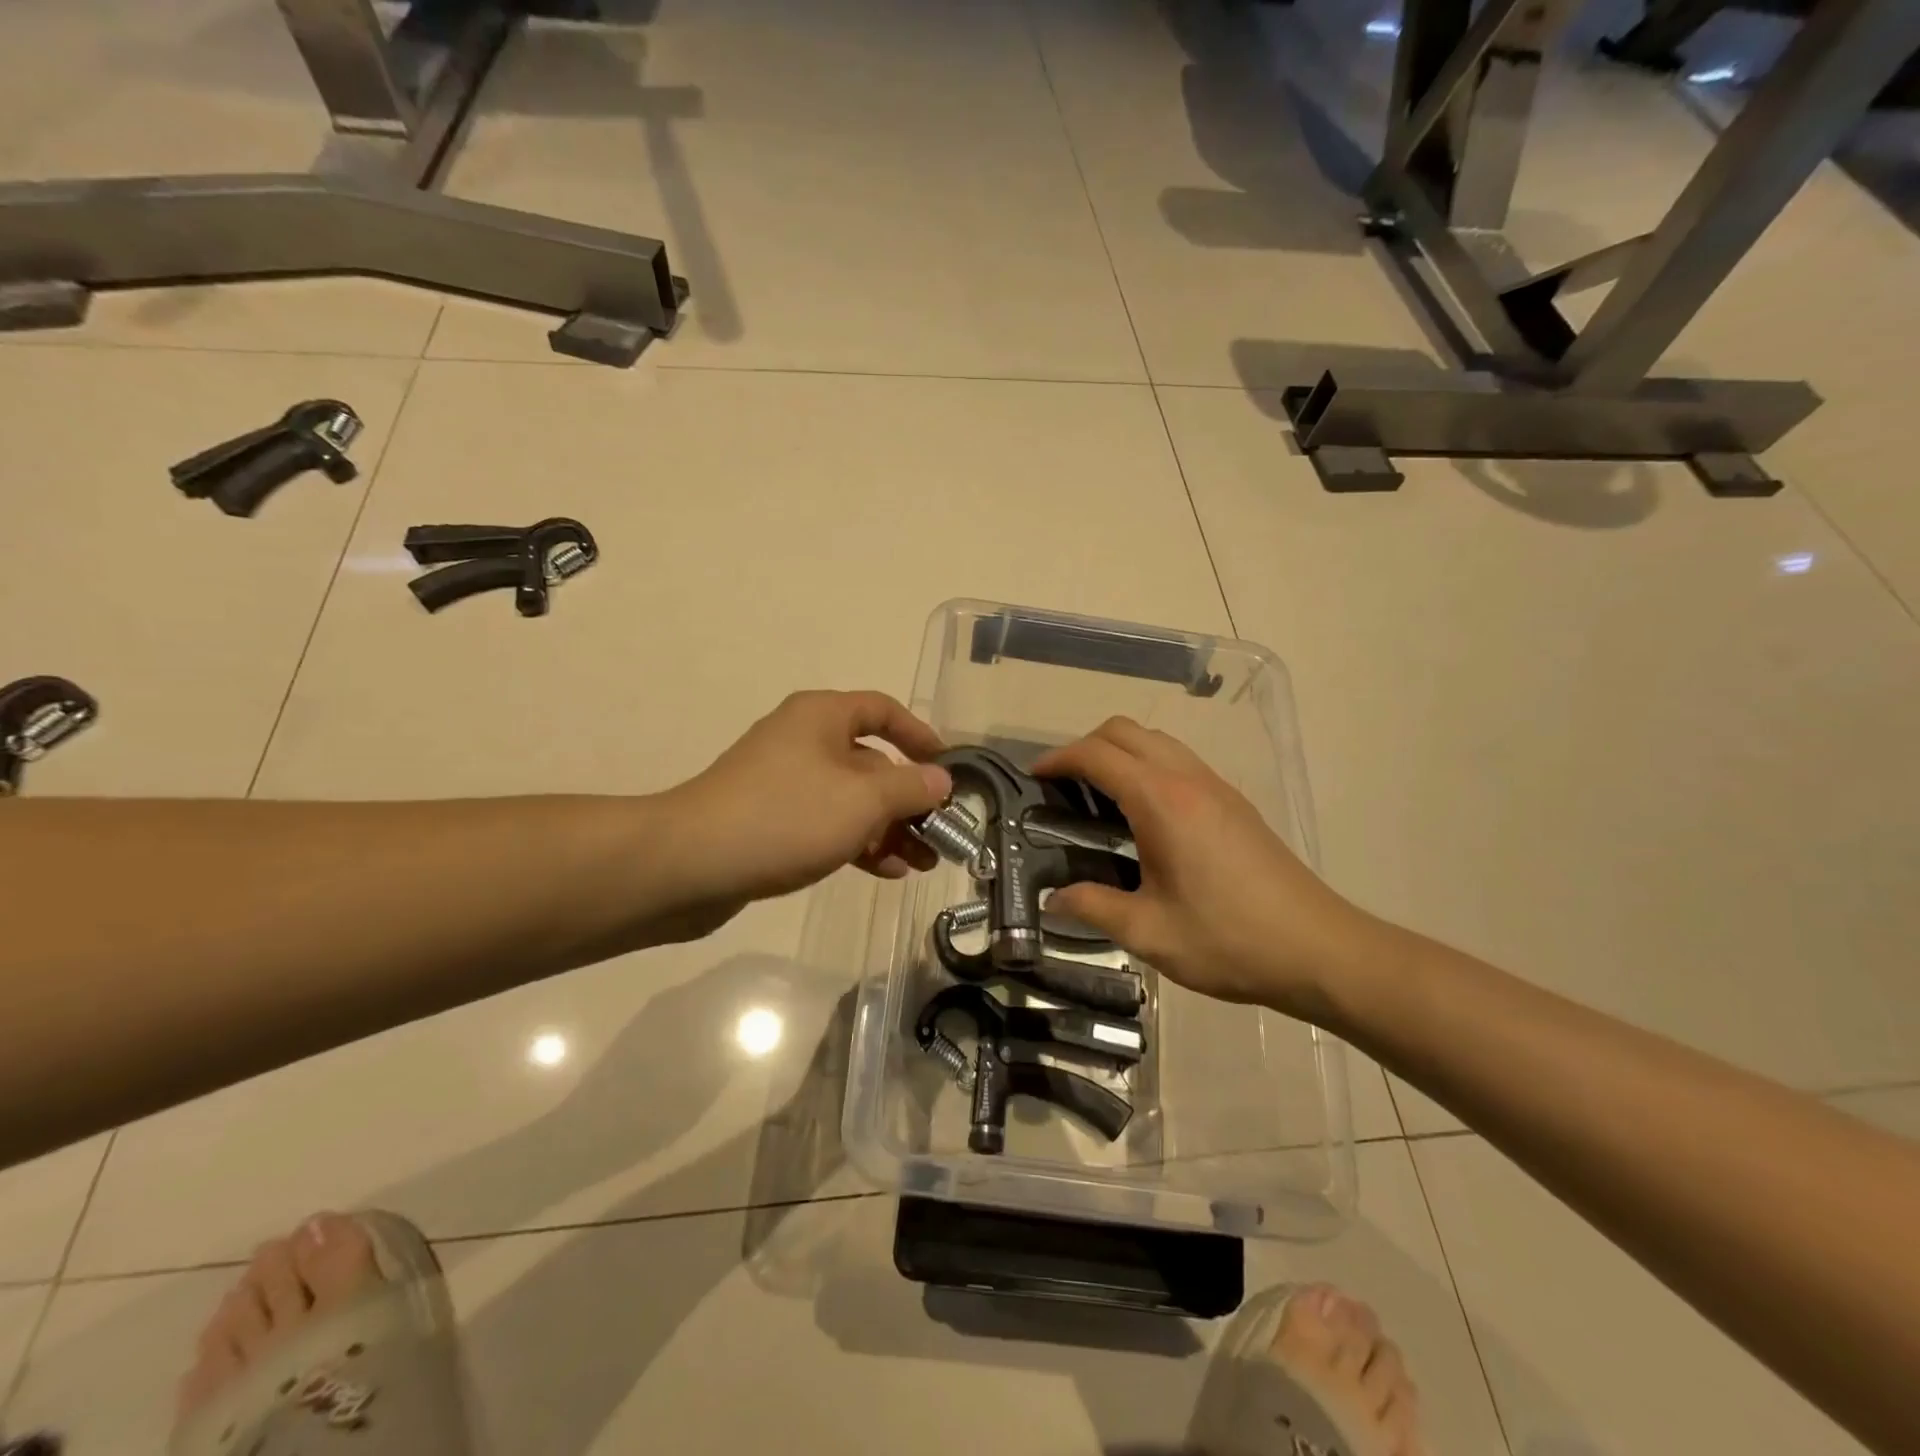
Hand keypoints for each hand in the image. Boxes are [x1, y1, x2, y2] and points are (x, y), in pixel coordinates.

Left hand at [665, 691, 951, 913]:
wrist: (691, 864)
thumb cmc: (786, 817)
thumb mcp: (862, 800)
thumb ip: (910, 787)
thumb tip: (941, 779)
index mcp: (822, 717)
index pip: (883, 710)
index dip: (920, 735)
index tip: (948, 768)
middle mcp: (804, 741)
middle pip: (871, 761)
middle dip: (909, 798)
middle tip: (942, 832)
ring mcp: (784, 782)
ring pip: (851, 799)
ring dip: (890, 827)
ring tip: (923, 862)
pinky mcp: (771, 821)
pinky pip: (827, 824)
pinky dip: (858, 843)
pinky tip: (886, 871)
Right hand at [1035, 718, 1375, 1016]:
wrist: (1320, 950)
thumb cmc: (1229, 940)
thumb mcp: (1150, 932)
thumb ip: (1093, 907)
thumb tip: (1055, 899)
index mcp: (1162, 801)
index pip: (1097, 755)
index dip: (1058, 759)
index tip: (1032, 778)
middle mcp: (1188, 779)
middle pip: (1125, 731)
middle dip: (1085, 746)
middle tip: (1062, 786)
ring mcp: (1216, 786)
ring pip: (1155, 740)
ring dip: (1118, 752)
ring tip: (1096, 796)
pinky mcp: (1233, 802)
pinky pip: (1178, 760)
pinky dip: (1146, 765)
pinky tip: (1141, 814)